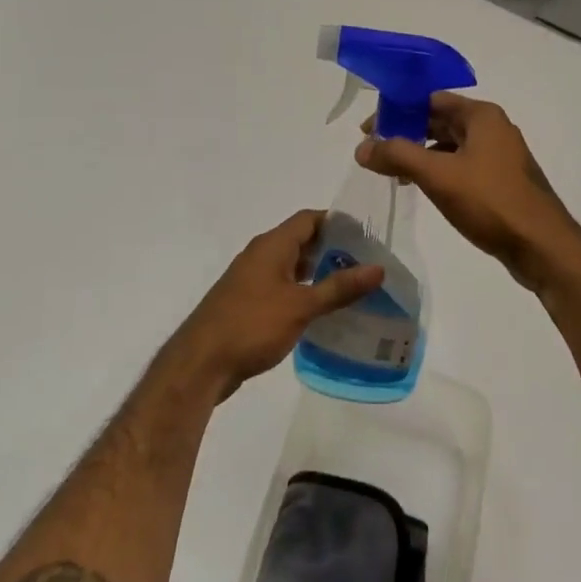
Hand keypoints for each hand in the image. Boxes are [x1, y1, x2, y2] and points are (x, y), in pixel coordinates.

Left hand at [168, 210, 382, 397]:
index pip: (309, 218)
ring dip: (319, 273)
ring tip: (353, 288)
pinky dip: (303, 292)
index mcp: (272, 245)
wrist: (202, 362)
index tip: (367, 235)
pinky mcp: (248, 303)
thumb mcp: (301, 305)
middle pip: (301, 241)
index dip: (337, 221)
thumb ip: (339, 287)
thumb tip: (378, 268)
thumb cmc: (252, 325)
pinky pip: (282, 288)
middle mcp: (261, 255)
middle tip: (367, 264)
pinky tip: (323, 312)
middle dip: (333, 249)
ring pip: (292, 266)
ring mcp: (252, 280)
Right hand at [355, 95, 580, 292]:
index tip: (368, 131)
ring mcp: (499, 156)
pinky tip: (423, 188)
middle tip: (374, 152)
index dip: (396, 110)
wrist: (542, 246)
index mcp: (481, 116)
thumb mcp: (438, 175)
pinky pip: (462, 166)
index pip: (430, 100)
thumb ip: (397, 155)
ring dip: (421, 154)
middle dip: (406, 133)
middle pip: (439, 121)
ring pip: (450, 145)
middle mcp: (493, 128)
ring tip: (393, 173)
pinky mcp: (501, 181)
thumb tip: (362, 148)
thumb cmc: (490, 201)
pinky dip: (439, 171)